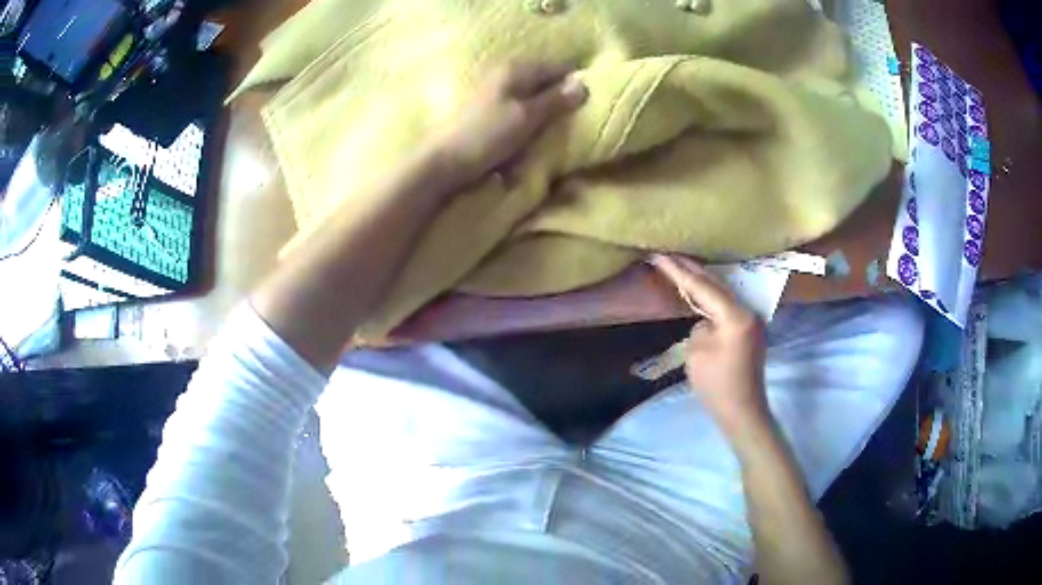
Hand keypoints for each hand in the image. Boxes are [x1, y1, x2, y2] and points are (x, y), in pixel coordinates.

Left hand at [431, 63, 587, 186]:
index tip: (586, 106)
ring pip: (530, 105)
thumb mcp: (527, 117)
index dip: (572, 84)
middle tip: (567, 127)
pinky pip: (515, 119)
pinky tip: (523, 147)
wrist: (443, 162)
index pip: (556, 68)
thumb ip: (555, 100)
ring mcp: (494, 96)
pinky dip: (522, 132)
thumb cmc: (487, 136)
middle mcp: (504, 78)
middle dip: (555, 106)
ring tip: (544, 141)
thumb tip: (583, 84)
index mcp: (515, 71)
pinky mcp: (487, 116)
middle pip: (543, 86)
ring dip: (539, 123)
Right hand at [650, 254, 768, 433]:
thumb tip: (705, 321)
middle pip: (716, 284)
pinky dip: (712, 298)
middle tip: (668, 255)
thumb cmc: (717, 386)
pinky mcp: (750, 330)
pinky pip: (728, 306)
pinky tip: (701, 293)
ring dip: (702, 282)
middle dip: (691, 269)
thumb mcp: (697, 353)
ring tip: (682, 267)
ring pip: (723, 293)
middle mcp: (748, 311)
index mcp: (735, 315)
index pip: (702, 287)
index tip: (659, 256)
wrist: (742, 412)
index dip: (678, 271)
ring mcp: (752, 320)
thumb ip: (699, 326)